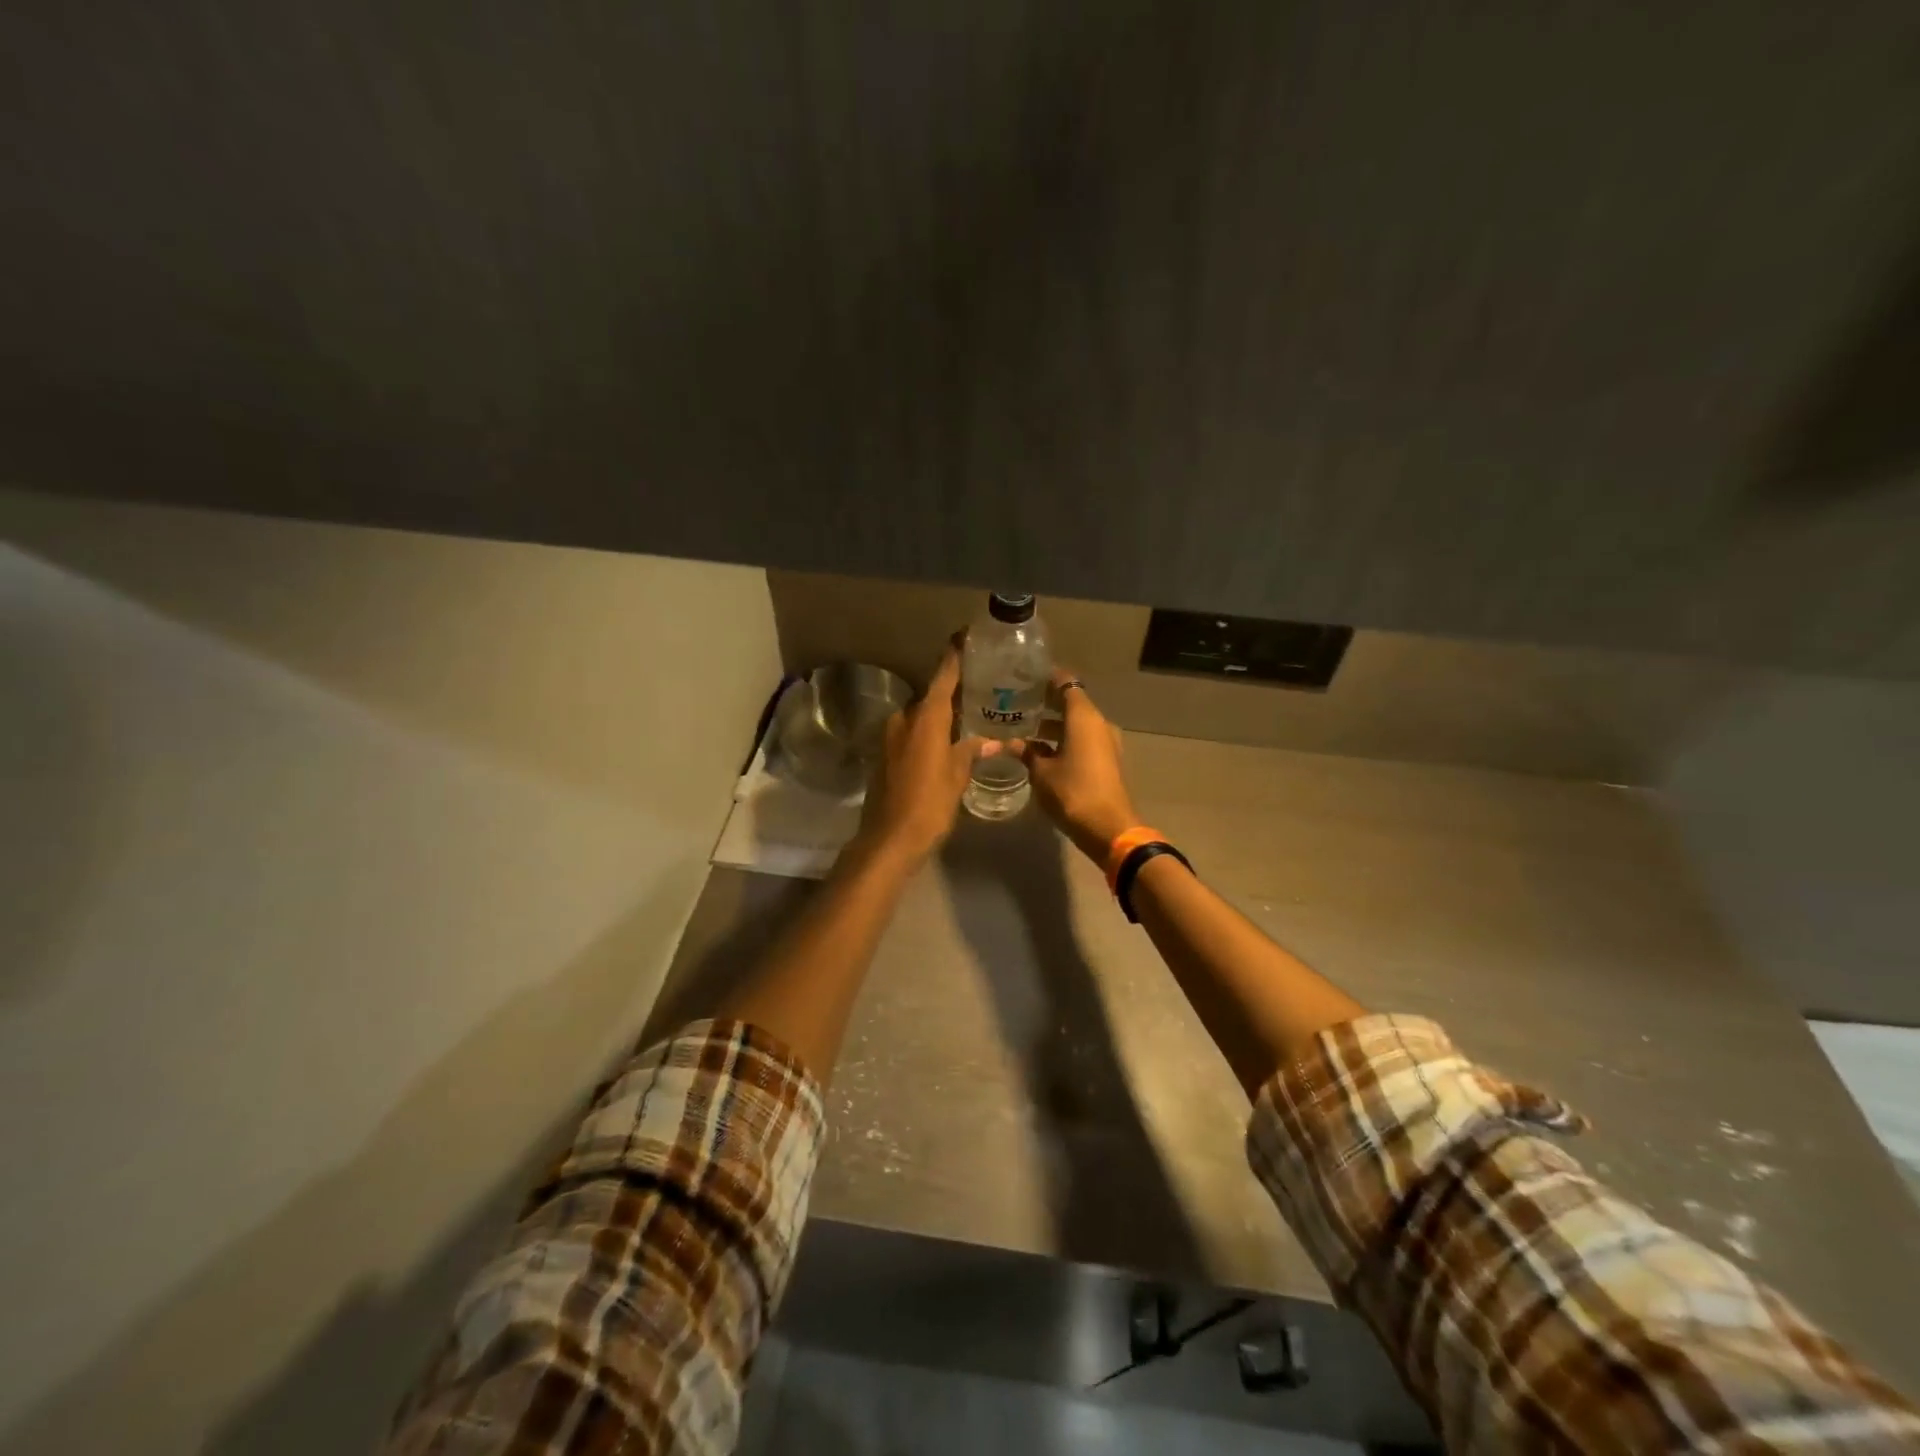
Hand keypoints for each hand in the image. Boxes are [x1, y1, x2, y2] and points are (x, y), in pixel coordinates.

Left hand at [856, 645, 992, 866]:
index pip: (943, 676)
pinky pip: (911, 733)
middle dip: (953, 691)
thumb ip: (971, 752)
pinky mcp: (885, 754)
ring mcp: (891, 737)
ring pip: (921, 716)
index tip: (965, 636)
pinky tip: (947, 742)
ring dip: (940, 715)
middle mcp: (905, 719)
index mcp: (926, 718)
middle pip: (931, 696)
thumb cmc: (929, 804)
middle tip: (980, 687)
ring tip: (968, 716)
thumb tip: (990, 741)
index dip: (954, 655)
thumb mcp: (957, 777)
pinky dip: (928, 732)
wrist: (890, 838)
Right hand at [1018, 670, 1137, 862]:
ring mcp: (1106, 743)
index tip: (1025, 676)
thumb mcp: (1041, 773)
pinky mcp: (1107, 761)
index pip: (1066, 683)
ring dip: (1054, 726)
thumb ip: (1026, 753)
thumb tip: (1009, 743)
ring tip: (1025, 729)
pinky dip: (1064, 741)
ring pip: (1077, 724)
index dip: (1047, 677)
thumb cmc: (1073, 792)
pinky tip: (1041, 751)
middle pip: (1072, 703)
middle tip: (1018, 703)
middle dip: (1046, 703)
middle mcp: (1098, 723)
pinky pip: (1083, 741)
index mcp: (1084, 717)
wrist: (1109, 828)